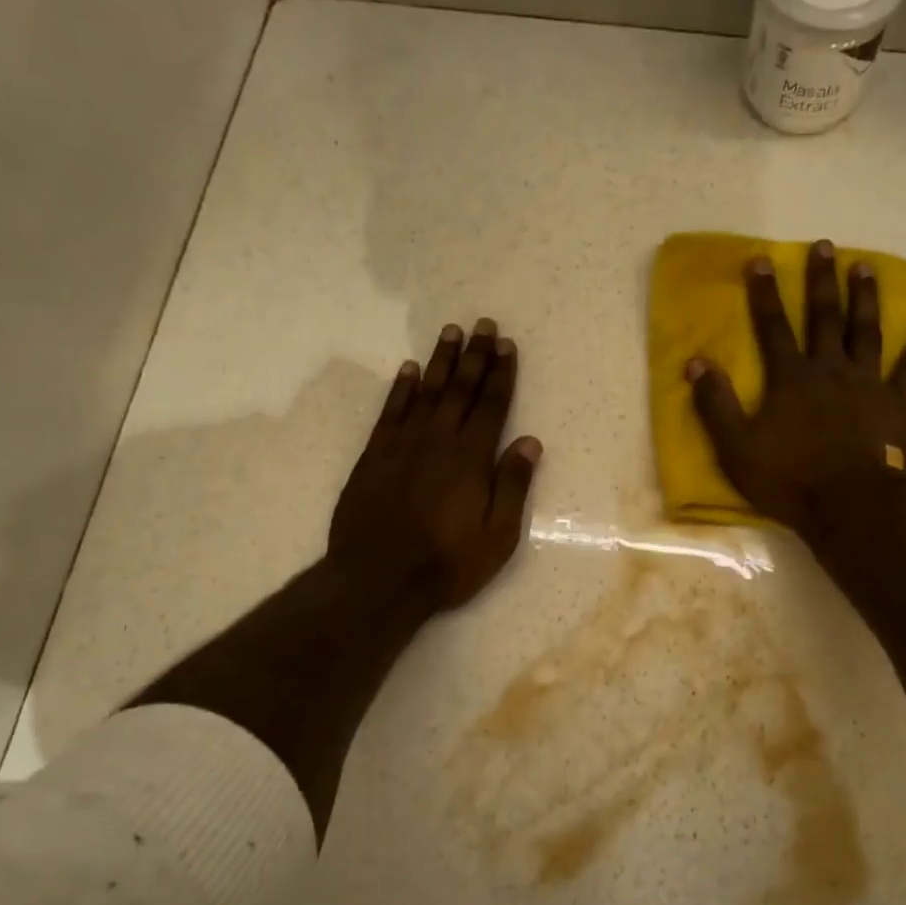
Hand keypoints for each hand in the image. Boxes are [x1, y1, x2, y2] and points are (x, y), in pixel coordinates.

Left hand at [330, 319, 541, 612]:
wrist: (377, 579)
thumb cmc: (447, 563)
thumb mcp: (498, 535)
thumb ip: (513, 485)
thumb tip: (530, 442)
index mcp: (472, 458)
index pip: (491, 405)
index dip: (501, 373)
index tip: (507, 345)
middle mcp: (438, 441)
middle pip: (460, 389)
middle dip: (475, 355)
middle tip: (483, 325)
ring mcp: (403, 445)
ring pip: (426, 392)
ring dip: (440, 361)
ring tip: (451, 332)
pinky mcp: (375, 457)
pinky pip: (391, 412)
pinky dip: (402, 388)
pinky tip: (409, 370)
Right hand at [686, 239, 905, 538]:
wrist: (851, 507)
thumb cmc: (789, 480)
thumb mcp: (736, 447)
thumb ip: (715, 404)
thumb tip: (696, 361)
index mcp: (790, 379)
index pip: (773, 327)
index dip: (765, 293)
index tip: (762, 259)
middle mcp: (830, 369)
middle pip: (824, 317)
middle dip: (821, 281)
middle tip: (824, 245)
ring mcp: (868, 383)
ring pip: (866, 331)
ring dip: (865, 297)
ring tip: (865, 266)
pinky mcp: (899, 404)